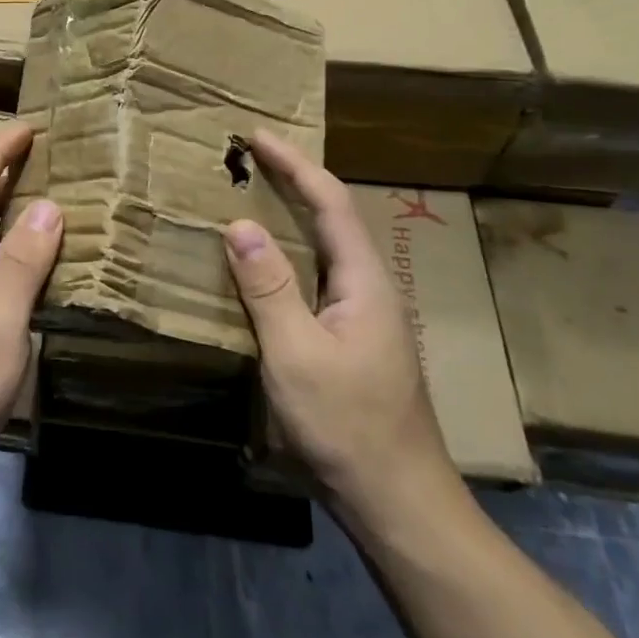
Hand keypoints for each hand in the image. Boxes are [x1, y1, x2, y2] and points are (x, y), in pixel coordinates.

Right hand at [223, 130, 460, 536]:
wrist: (398, 502)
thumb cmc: (348, 425)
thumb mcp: (297, 355)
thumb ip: (268, 288)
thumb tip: (239, 225)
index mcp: (364, 281)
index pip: (330, 202)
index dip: (294, 164)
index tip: (257, 136)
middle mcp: (370, 288)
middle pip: (333, 217)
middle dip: (293, 180)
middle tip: (248, 158)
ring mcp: (364, 315)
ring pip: (327, 247)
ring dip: (291, 215)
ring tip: (251, 196)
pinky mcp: (353, 338)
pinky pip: (317, 276)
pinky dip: (289, 253)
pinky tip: (265, 264)